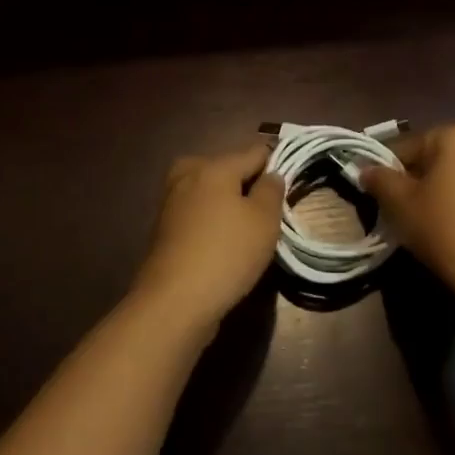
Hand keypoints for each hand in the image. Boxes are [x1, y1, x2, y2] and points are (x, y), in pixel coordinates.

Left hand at [131, 142, 283, 327]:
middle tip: (268, 214)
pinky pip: (199, 214)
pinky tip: (225, 246)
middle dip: (248, 185)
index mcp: (213, 165)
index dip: (276, 165)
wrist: (174, 302)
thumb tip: (271, 174)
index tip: (290, 188)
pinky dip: (213, 223)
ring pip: (212, 193)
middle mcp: (187, 174)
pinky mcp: (164, 228)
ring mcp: (171, 201)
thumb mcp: (264, 220)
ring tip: (249, 234)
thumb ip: (272, 190)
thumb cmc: (227, 254)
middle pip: (229, 169)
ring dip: (230, 206)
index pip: (255, 151)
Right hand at [361, 123, 454, 298]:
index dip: (389, 172)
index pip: (409, 147)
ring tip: (433, 223)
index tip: (382, 197)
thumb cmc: (445, 229)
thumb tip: (366, 169)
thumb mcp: (401, 204)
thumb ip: (380, 180)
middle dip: (420, 180)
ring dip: (445, 192)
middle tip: (405, 211)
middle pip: (439, 158)